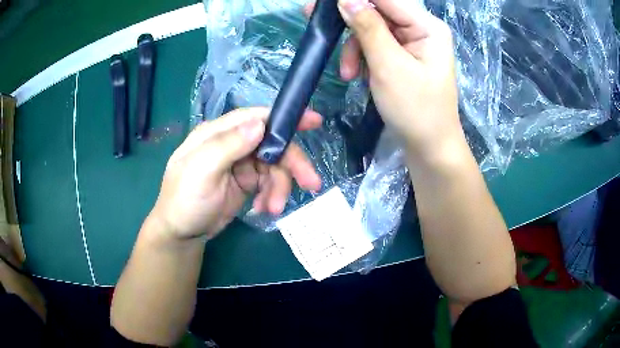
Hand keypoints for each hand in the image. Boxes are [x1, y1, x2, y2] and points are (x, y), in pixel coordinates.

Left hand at [150, 107, 321, 239]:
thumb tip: (260, 124)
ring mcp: (240, 164)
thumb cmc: (184, 200)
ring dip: (280, 187)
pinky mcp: (246, 183)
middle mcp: (232, 144)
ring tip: (274, 209)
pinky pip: (269, 183)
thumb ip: (228, 145)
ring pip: (274, 167)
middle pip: (271, 145)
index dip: (284, 118)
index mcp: (217, 133)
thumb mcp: (201, 172)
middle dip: (292, 164)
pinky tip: (264, 209)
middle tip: (311, 183)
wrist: (181, 234)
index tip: (314, 121)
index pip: (256, 117)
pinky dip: (271, 196)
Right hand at [306, 0, 461, 160]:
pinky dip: (361, 57)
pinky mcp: (402, 56)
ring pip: (372, 28)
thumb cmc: (415, 110)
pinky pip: (375, 45)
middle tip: (314, 20)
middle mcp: (421, 28)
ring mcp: (412, 43)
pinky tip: (356, 74)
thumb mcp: (389, 67)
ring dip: (354, 47)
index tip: (323, 4)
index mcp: (427, 26)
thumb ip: (368, 28)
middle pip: (378, 11)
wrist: (429, 148)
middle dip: (349, 22)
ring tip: (347, 73)